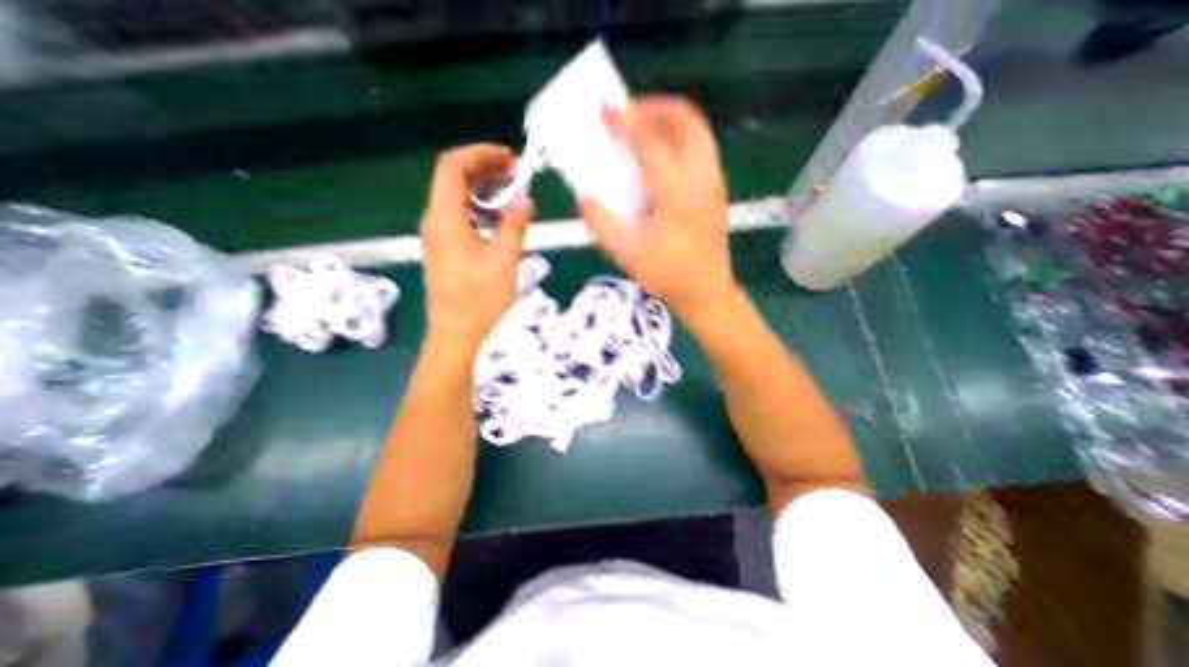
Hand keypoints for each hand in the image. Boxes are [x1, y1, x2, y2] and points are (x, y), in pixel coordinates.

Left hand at [417, 144, 527, 355]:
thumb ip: (513, 227)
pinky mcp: (444, 249)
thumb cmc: (479, 302)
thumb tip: (524, 198)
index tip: (510, 159)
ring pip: (457, 198)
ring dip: (484, 191)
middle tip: (517, 176)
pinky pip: (460, 217)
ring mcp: (437, 236)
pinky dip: (480, 210)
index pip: (452, 167)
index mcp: (445, 220)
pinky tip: (500, 223)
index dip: (480, 154)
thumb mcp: (503, 263)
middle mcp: (435, 222)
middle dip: (485, 170)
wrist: (455, 336)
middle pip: (453, 179)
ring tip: (513, 197)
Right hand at [582, 95, 741, 321]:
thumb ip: (601, 223)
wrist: (706, 292)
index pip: (651, 143)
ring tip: (644, 128)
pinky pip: (701, 147)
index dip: (626, 120)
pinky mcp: (717, 190)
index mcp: (677, 194)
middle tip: (629, 113)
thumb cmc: (668, 276)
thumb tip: (584, 196)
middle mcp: (701, 179)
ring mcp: (714, 182)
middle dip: (655, 106)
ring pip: (698, 130)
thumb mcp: (627, 254)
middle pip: (686, 120)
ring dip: (670, 119)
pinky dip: (680, 137)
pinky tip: (662, 155)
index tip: (605, 107)